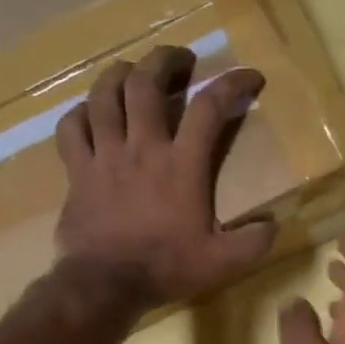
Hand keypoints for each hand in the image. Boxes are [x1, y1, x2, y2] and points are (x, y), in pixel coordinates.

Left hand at [55, 45, 274, 310]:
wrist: (105, 285)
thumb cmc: (166, 268)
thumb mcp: (222, 261)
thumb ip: (253, 242)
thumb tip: (273, 226)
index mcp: (182, 165)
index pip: (210, 108)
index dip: (233, 84)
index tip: (250, 76)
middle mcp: (142, 148)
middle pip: (146, 84)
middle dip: (164, 60)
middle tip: (180, 58)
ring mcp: (105, 156)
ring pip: (104, 96)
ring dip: (118, 75)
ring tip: (131, 70)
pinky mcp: (77, 171)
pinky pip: (71, 128)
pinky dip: (80, 113)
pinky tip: (89, 113)